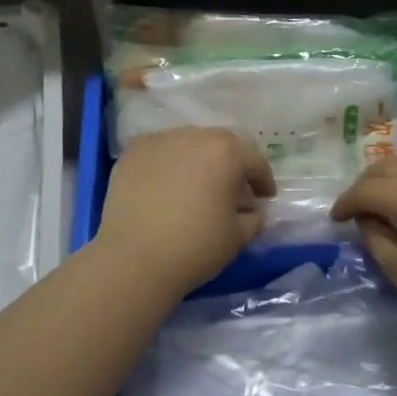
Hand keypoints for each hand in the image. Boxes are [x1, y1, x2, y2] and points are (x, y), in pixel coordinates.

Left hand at [95, 128, 275, 295]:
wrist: (133, 259)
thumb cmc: (195, 246)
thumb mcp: (237, 237)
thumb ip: (254, 218)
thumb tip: (254, 211)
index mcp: (226, 151)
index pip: (254, 159)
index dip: (263, 179)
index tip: (264, 197)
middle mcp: (193, 136)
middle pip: (220, 144)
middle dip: (231, 164)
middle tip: (234, 189)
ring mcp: (159, 141)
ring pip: (188, 143)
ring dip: (199, 160)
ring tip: (198, 185)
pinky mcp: (132, 153)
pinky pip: (160, 152)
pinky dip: (169, 163)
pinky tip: (167, 185)